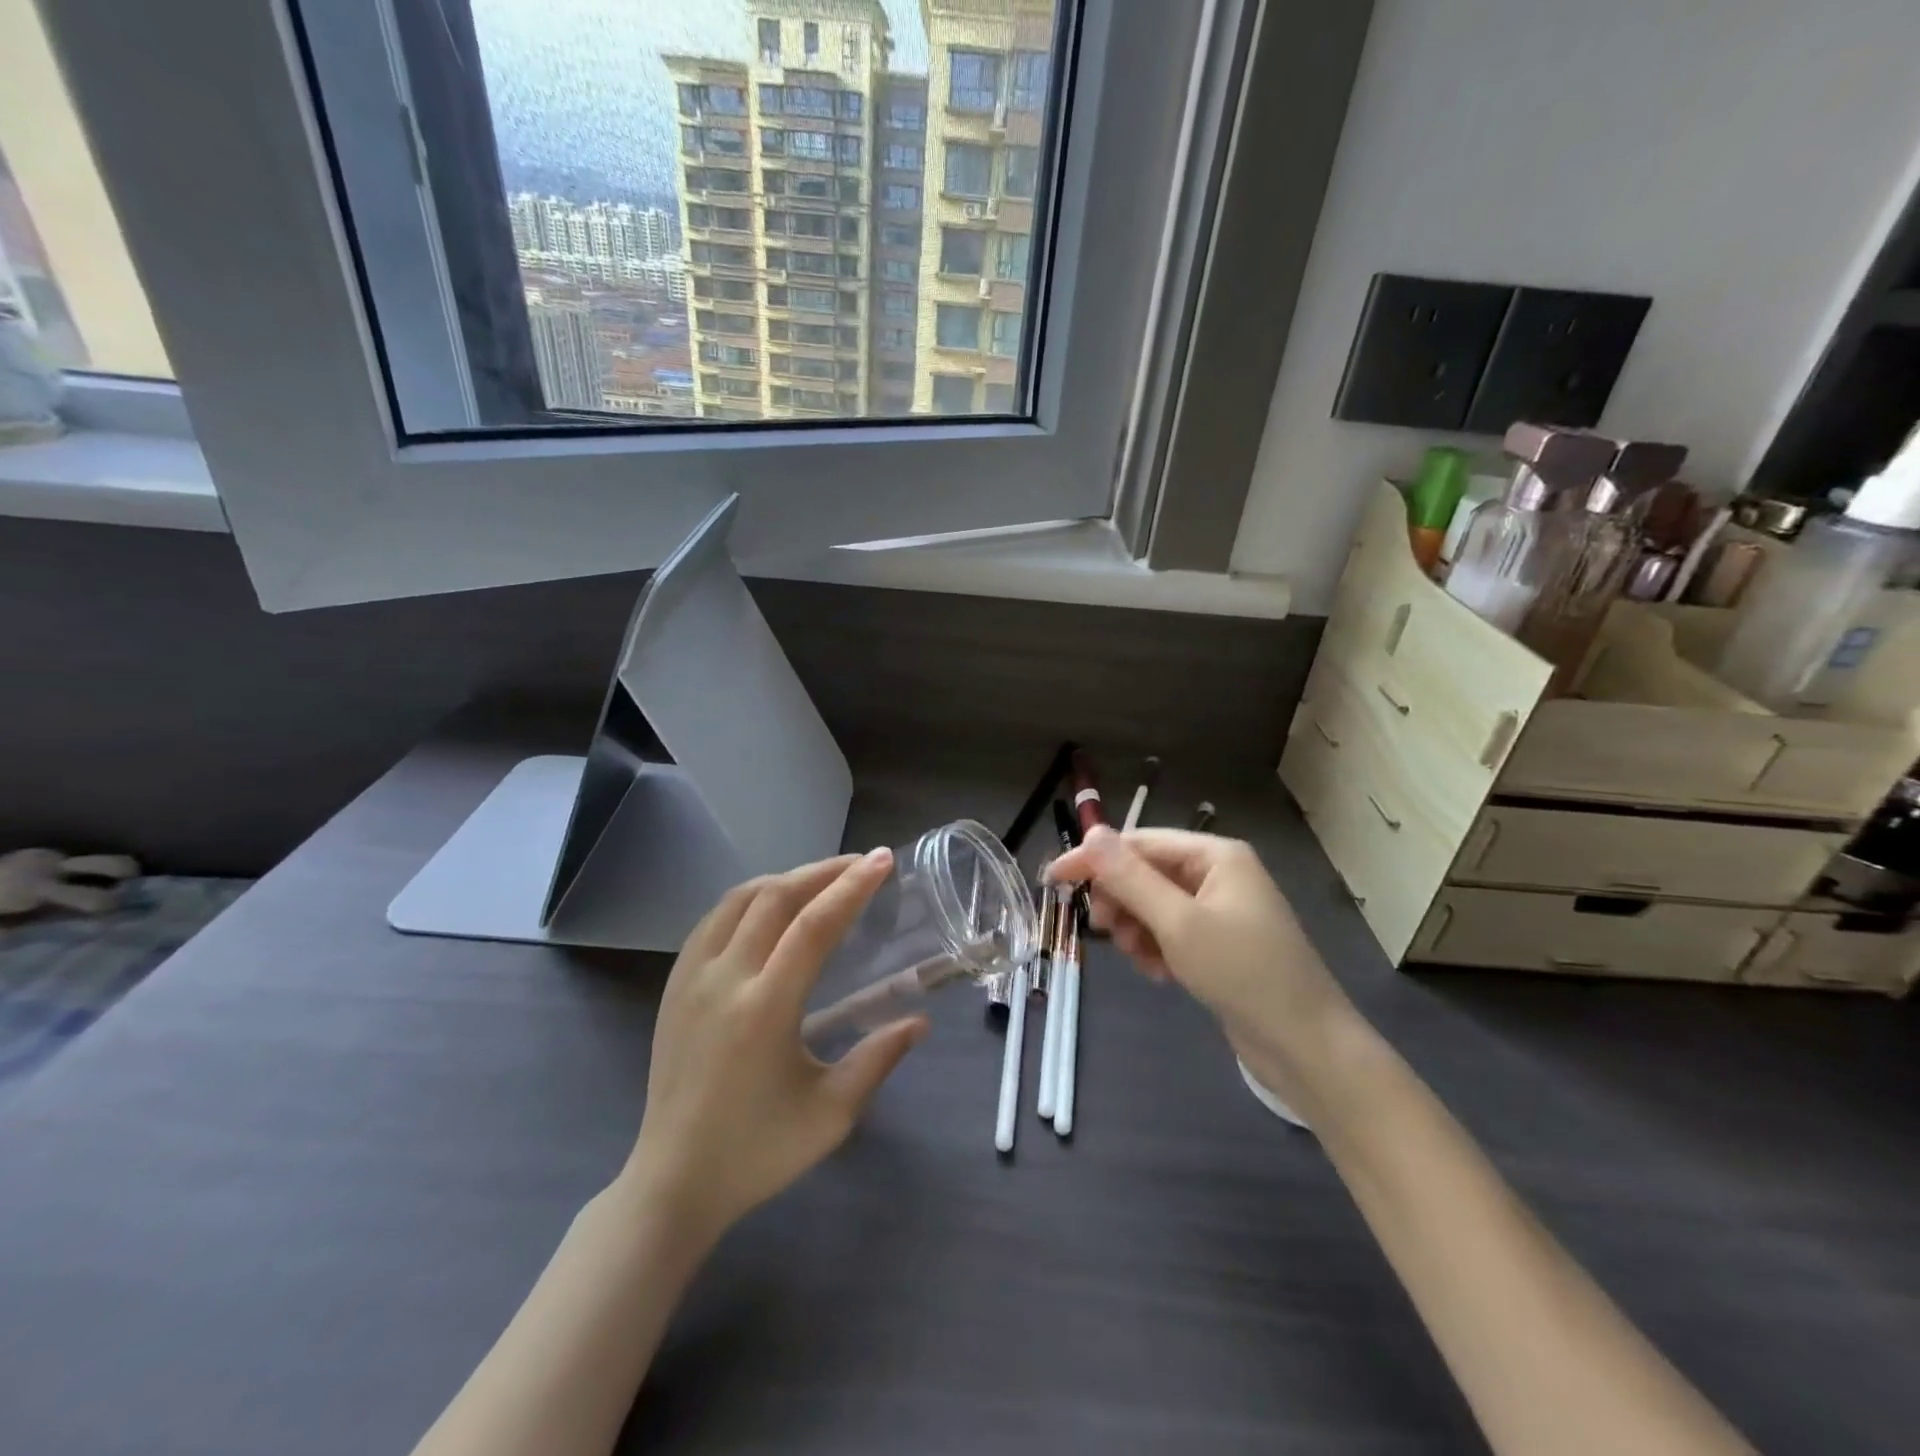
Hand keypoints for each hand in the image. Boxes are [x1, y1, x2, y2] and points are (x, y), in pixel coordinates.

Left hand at [623, 849, 926, 1241]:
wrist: (674, 1181)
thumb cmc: (759, 1151)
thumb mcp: (832, 1113)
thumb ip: (878, 1058)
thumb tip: (919, 1021)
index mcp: (765, 1009)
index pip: (814, 925)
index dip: (852, 887)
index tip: (882, 860)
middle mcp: (724, 980)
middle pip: (776, 897)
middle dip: (823, 871)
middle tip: (861, 863)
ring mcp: (691, 978)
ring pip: (739, 899)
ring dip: (785, 878)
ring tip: (821, 879)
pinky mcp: (674, 985)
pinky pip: (713, 919)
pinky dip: (749, 898)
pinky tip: (769, 907)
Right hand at [1046, 827, 1358, 1104]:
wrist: (1306, 1046)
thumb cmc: (1243, 973)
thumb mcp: (1178, 923)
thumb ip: (1131, 878)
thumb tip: (1092, 831)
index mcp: (1214, 855)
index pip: (1138, 843)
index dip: (1094, 859)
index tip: (1053, 880)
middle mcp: (1217, 874)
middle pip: (1145, 873)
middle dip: (1121, 901)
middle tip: (1104, 931)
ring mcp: (1220, 910)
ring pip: (1153, 905)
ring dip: (1136, 929)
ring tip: (1141, 960)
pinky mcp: (1219, 943)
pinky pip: (1170, 931)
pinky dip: (1156, 948)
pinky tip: (1159, 974)